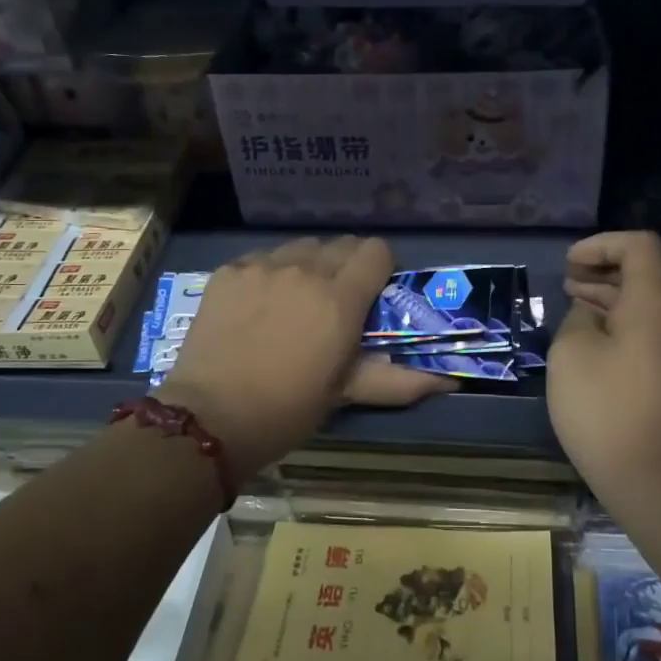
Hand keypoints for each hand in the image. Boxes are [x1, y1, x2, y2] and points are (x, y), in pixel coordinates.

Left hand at [153, 236, 454, 477]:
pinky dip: (271, 272)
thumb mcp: (346, 394)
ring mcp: (262, 266)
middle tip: (335, 303)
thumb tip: (452, 382)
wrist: (208, 416)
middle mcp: (305, 270)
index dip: (380, 268)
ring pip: (301, 247)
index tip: (372, 295)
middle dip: (346, 266)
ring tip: (296, 300)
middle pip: (340, 244)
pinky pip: (262, 257)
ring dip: (309, 265)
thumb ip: (400, 380)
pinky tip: (259, 304)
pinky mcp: (229, 271)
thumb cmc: (287, 410)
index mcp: (340, 299)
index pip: (376, 251)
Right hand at [546, 231, 660, 498]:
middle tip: (569, 278)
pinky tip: (593, 335)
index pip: (639, 245)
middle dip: (606, 266)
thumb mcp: (571, 352)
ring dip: (612, 293)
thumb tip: (591, 316)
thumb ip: (578, 318)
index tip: (569, 264)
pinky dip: (622, 318)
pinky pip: (652, 326)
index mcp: (654, 302)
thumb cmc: (606, 409)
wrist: (656, 478)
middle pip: (648, 269)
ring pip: (649, 299)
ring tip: (574, 300)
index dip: (601, 244)